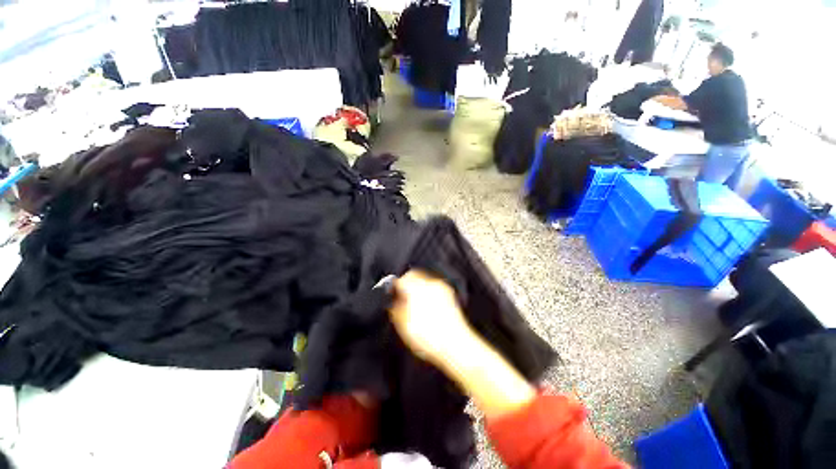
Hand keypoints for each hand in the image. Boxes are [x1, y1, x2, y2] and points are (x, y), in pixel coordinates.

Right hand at [389, 270, 536, 418]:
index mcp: (417, 289)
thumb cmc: (429, 338)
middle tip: (402, 296)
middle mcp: (430, 284)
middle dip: (407, 283)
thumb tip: (393, 301)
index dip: (395, 286)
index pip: (402, 279)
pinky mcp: (449, 295)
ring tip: (414, 301)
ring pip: (425, 280)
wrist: (456, 345)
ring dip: (417, 286)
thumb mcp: (404, 326)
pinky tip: (427, 305)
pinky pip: (434, 287)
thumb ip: (396, 309)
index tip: (393, 293)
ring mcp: (441, 288)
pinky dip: (428, 291)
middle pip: (414, 275)